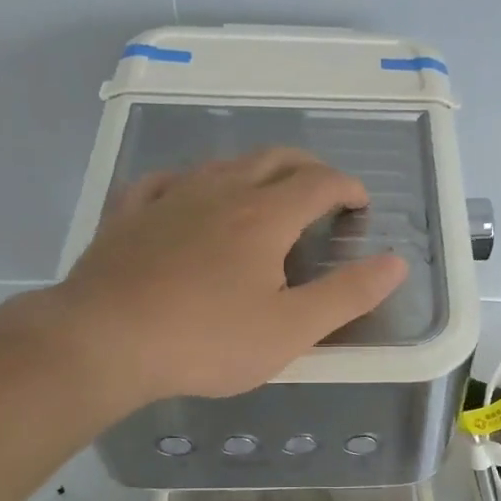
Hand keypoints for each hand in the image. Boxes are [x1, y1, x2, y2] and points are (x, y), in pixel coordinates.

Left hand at [51, 149, 406, 403]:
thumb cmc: (207, 340)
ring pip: (223, 163)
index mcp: (265, 216)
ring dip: (256, 169)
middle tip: (323, 190)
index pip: (320, 183)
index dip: (348, 187)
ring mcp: (171, 197)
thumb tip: (396, 263)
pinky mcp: (130, 214)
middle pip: (274, 159)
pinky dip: (192, 182)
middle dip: (308, 168)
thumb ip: (348, 295)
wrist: (104, 341)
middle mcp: (221, 191)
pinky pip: (166, 180)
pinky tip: (188, 196)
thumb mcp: (292, 329)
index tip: (360, 204)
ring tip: (266, 192)